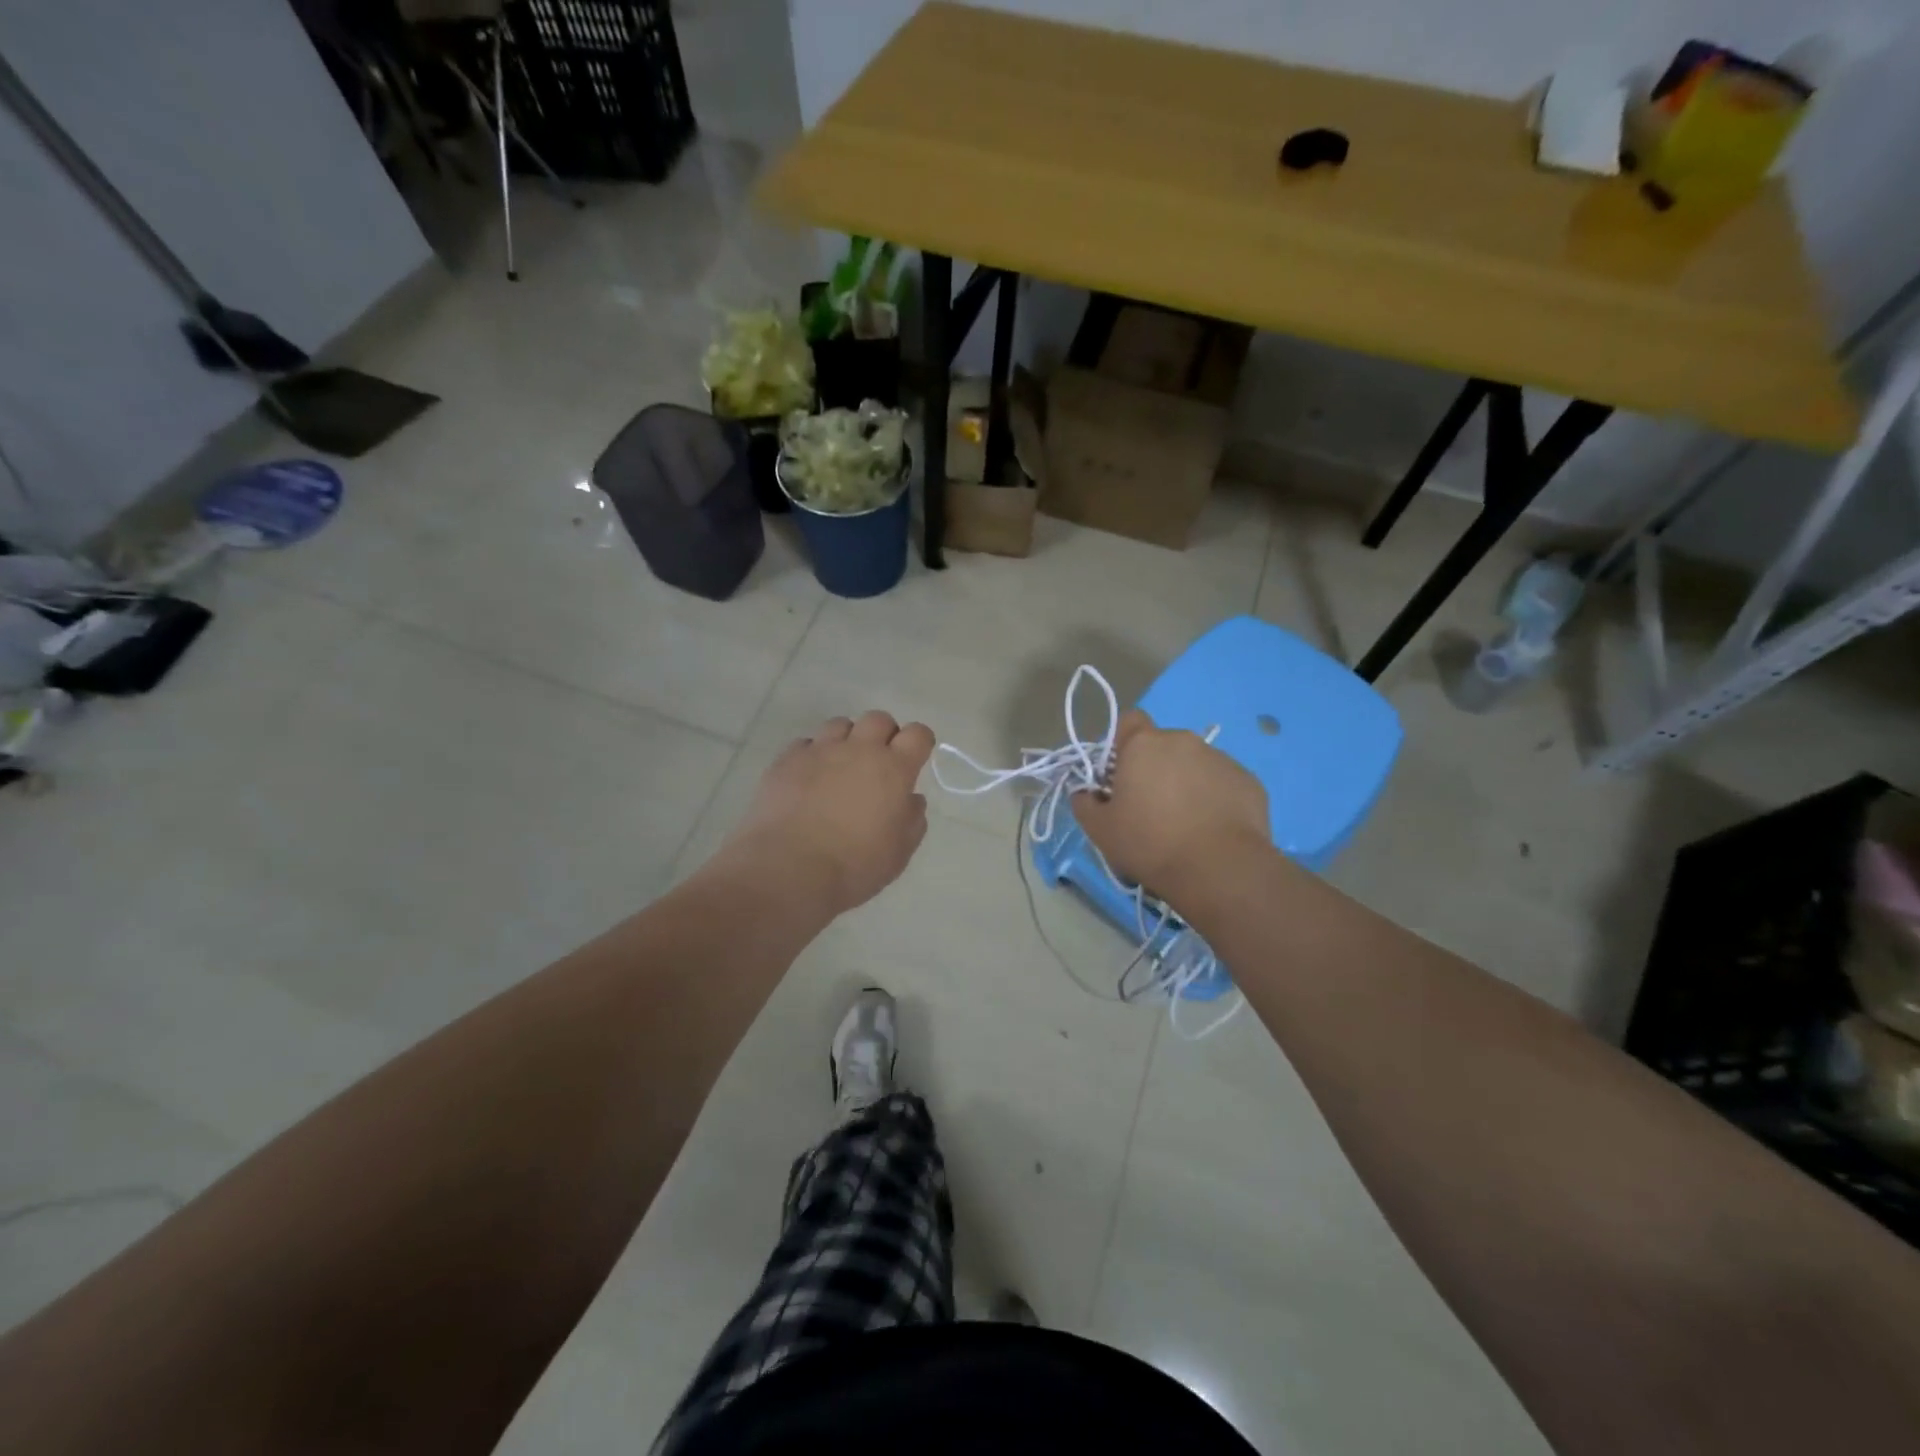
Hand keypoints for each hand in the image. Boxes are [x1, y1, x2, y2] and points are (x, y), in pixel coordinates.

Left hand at [725, 711, 934, 914]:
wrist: (788, 869)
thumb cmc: (854, 865)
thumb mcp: (899, 853)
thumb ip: (912, 820)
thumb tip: (910, 799)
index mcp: (893, 769)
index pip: (917, 734)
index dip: (919, 742)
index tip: (915, 759)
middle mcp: (859, 749)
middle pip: (878, 719)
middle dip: (883, 735)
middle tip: (878, 763)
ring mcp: (820, 751)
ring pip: (840, 724)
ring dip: (847, 740)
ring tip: (840, 767)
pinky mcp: (786, 760)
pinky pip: (805, 744)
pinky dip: (812, 755)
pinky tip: (808, 779)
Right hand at [1072, 709, 1268, 900]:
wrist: (1220, 869)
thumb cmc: (1150, 843)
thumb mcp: (1100, 830)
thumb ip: (1084, 803)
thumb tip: (1086, 793)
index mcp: (1143, 744)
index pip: (1129, 721)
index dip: (1122, 745)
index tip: (1120, 776)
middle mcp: (1183, 741)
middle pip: (1162, 745)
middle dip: (1155, 768)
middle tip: (1150, 807)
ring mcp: (1221, 759)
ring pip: (1194, 764)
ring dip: (1186, 783)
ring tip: (1185, 824)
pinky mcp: (1248, 781)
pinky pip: (1222, 783)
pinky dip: (1214, 799)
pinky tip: (1212, 830)